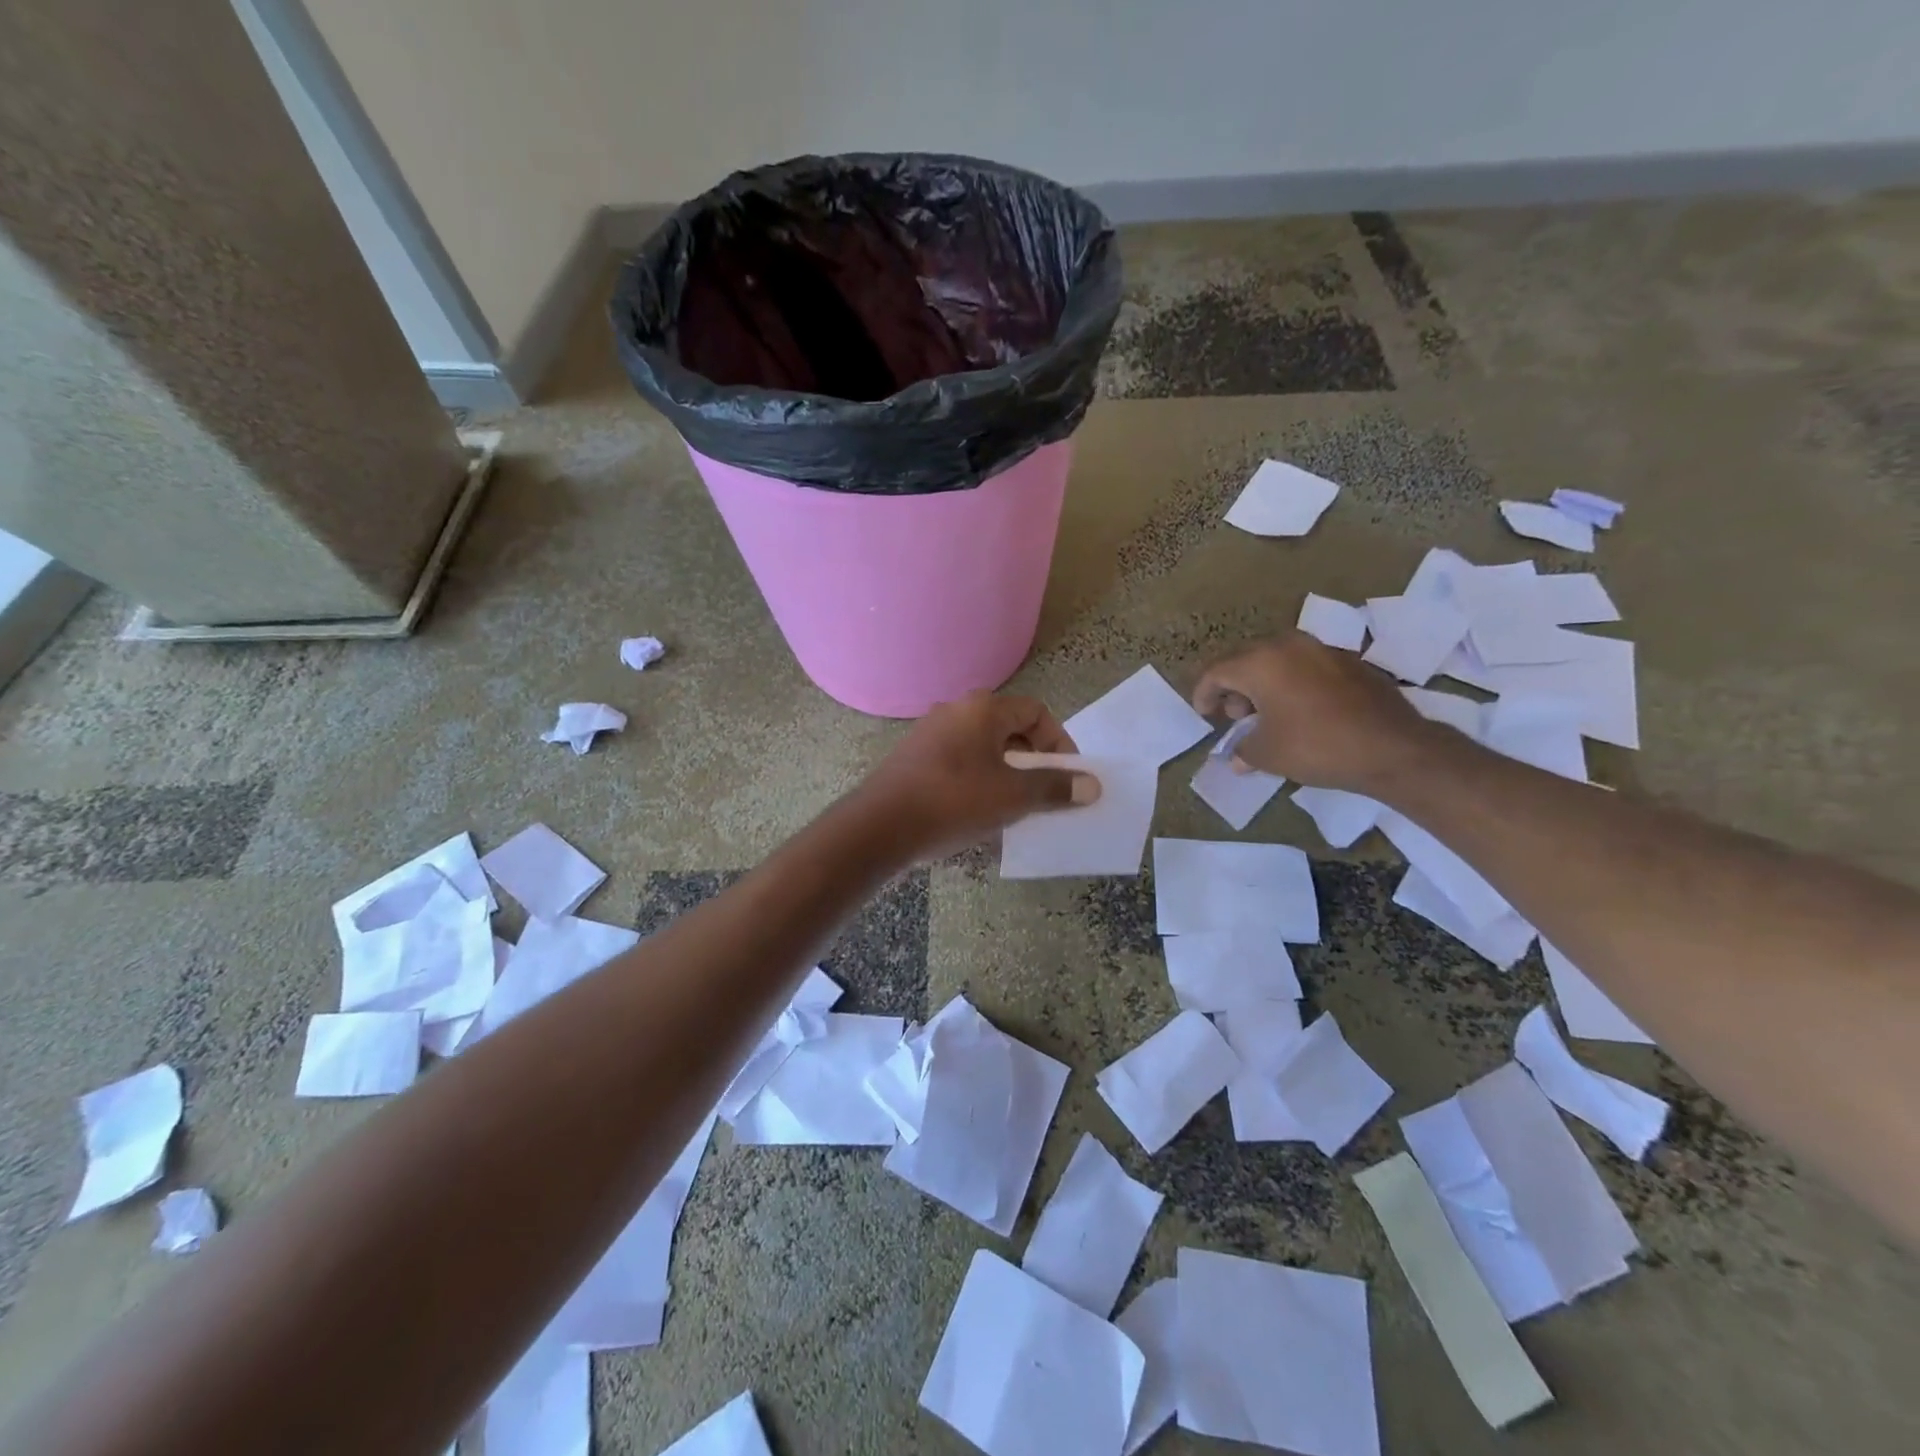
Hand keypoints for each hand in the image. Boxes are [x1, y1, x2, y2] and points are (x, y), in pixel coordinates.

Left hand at [855, 692, 1099, 859]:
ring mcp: (930, 734)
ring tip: (1015, 807)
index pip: (1036, 712)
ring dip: (1006, 773)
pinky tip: (978, 813)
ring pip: (983, 748)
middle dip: (1033, 760)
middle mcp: (955, 712)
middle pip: (1009, 728)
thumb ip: (1054, 787)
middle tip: (1044, 793)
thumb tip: (1091, 785)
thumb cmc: (954, 801)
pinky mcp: (914, 759)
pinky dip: (978, 781)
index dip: (1059, 741)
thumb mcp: (1013, 796)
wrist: (881, 826)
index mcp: (982, 709)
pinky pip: (959, 763)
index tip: (1066, 775)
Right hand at [1191, 631, 1432, 793]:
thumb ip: (1243, 750)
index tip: (1203, 714)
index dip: (1203, 693)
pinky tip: (1299, 711)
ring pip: (1277, 660)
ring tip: (1266, 715)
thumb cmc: (1317, 746)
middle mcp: (1289, 646)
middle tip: (1235, 716)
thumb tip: (1237, 757)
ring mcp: (1322, 650)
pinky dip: (1292, 684)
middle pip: (1246, 661)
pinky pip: (1306, 667)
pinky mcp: (1349, 662)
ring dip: (1263, 684)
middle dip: (1234, 687)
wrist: (1392, 747)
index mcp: (1261, 662)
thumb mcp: (1267, 755)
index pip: (1216, 671)